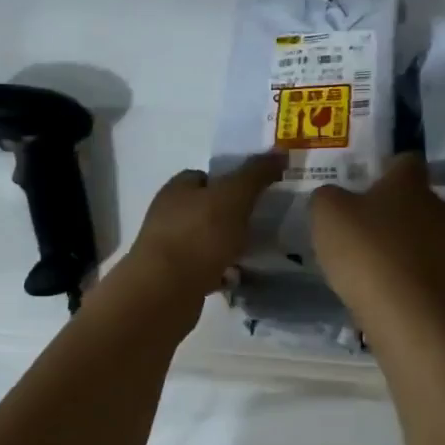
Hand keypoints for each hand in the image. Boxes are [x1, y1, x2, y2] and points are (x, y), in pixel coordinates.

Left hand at [118, 153, 287, 310]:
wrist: (165, 292)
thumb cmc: (198, 235)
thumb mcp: (233, 196)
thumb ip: (255, 174)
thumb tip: (279, 152)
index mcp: (177, 188)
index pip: (204, 175)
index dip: (230, 181)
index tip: (257, 193)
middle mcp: (168, 214)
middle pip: (206, 208)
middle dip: (232, 216)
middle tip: (260, 224)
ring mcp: (168, 248)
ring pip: (206, 240)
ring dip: (228, 245)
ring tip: (254, 253)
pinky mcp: (173, 278)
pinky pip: (204, 268)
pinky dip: (221, 271)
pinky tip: (238, 277)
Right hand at [310, 153, 444, 329]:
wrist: (409, 313)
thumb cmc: (366, 251)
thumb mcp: (327, 214)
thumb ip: (328, 197)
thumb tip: (333, 196)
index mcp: (410, 182)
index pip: (406, 161)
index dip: (388, 169)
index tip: (368, 184)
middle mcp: (439, 206)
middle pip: (421, 199)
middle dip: (399, 209)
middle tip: (369, 225)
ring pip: (429, 233)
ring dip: (408, 242)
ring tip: (379, 260)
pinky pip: (430, 267)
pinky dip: (413, 272)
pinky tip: (390, 286)